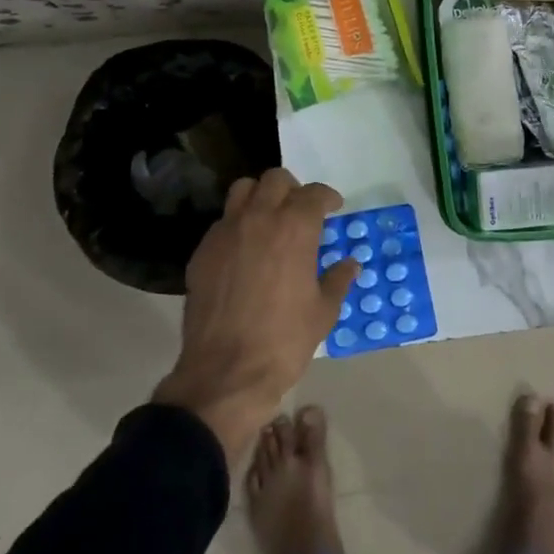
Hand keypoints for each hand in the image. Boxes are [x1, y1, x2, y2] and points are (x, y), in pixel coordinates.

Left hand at [152, 169, 356, 464]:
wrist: (226, 373)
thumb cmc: (284, 341)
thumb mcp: (323, 312)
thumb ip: (338, 280)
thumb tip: (350, 263)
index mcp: (294, 228)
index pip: (314, 193)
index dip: (327, 198)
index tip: (333, 208)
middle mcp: (258, 218)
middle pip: (275, 179)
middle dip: (293, 189)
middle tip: (301, 210)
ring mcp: (226, 232)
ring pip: (243, 189)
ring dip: (260, 196)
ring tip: (269, 219)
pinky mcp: (202, 251)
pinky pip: (223, 222)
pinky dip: (237, 224)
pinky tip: (245, 250)